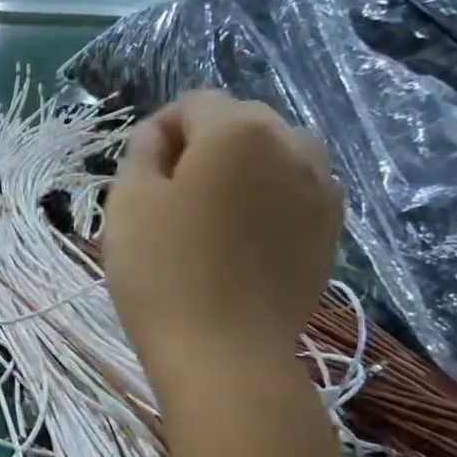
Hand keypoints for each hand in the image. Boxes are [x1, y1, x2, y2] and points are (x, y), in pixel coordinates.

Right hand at [102, 91, 340, 395]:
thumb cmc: (163, 274)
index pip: (193, 103)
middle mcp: (292, 143)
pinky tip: (239, 245)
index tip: (137, 176)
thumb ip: (140, 153)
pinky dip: (263, 203)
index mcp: (238, 130)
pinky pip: (291, 193)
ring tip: (208, 223)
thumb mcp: (127, 205)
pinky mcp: (330, 228)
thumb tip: (158, 136)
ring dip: (237, 174)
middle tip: (168, 202)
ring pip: (270, 157)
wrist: (225, 353)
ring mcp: (321, 187)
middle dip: (201, 149)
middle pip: (238, 124)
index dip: (157, 133)